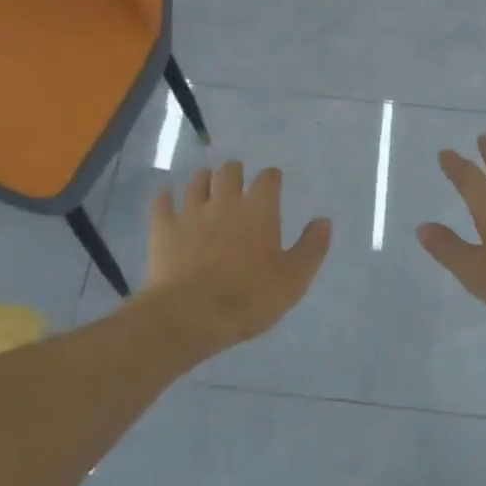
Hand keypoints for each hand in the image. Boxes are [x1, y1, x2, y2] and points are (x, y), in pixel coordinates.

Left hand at [146, 162, 332, 350]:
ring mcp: (190, 212)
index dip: (271, 179)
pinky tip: (168, 199)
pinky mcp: (163, 228)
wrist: (191, 314)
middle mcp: (224, 201)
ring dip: (204, 180)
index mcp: (259, 209)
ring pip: (196, 181)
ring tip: (207, 187)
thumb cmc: (250, 297)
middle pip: (229, 171)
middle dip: (235, 173)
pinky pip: (162, 202)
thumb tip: (323, 220)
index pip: (268, 178)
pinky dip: (166, 197)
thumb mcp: (294, 278)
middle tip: (238, 184)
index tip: (273, 185)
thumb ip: (311, 247)